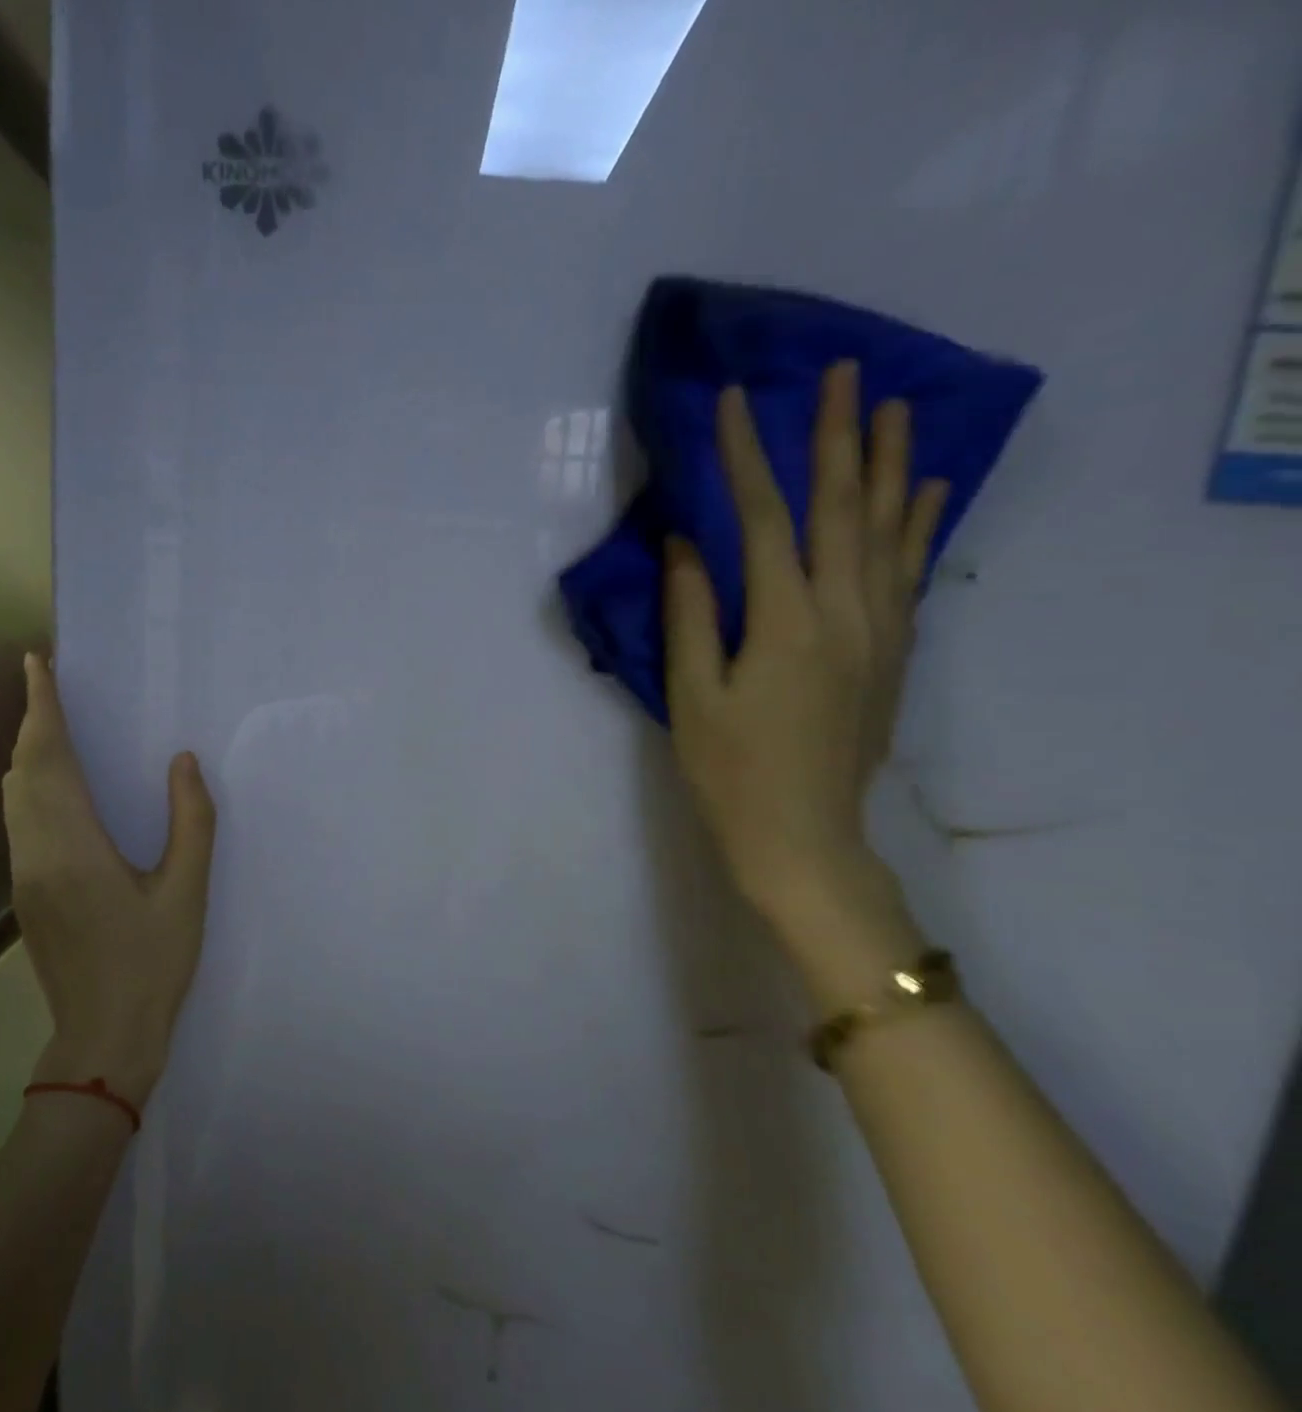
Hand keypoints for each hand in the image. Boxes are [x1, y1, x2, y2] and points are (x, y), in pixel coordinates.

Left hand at [4, 653, 216, 1106]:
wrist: (103, 1037)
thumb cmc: (153, 964)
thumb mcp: (187, 891)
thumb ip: (191, 821)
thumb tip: (183, 761)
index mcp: (74, 847)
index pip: (48, 760)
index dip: (41, 708)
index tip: (36, 663)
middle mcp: (36, 853)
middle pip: (22, 771)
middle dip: (32, 722)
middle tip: (52, 685)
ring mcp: (23, 875)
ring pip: (13, 796)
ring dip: (28, 753)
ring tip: (54, 724)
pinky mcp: (25, 893)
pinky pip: (19, 819)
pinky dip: (30, 785)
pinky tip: (57, 787)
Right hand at [661, 362, 945, 964]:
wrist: (802, 836)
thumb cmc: (730, 771)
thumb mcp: (691, 696)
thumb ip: (690, 615)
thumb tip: (686, 544)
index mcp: (785, 622)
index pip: (765, 519)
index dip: (746, 457)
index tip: (733, 403)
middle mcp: (845, 612)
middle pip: (842, 507)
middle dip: (838, 436)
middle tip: (841, 373)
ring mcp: (880, 630)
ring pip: (890, 530)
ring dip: (891, 465)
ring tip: (895, 408)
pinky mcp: (894, 651)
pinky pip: (912, 571)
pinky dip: (920, 524)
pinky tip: (927, 490)